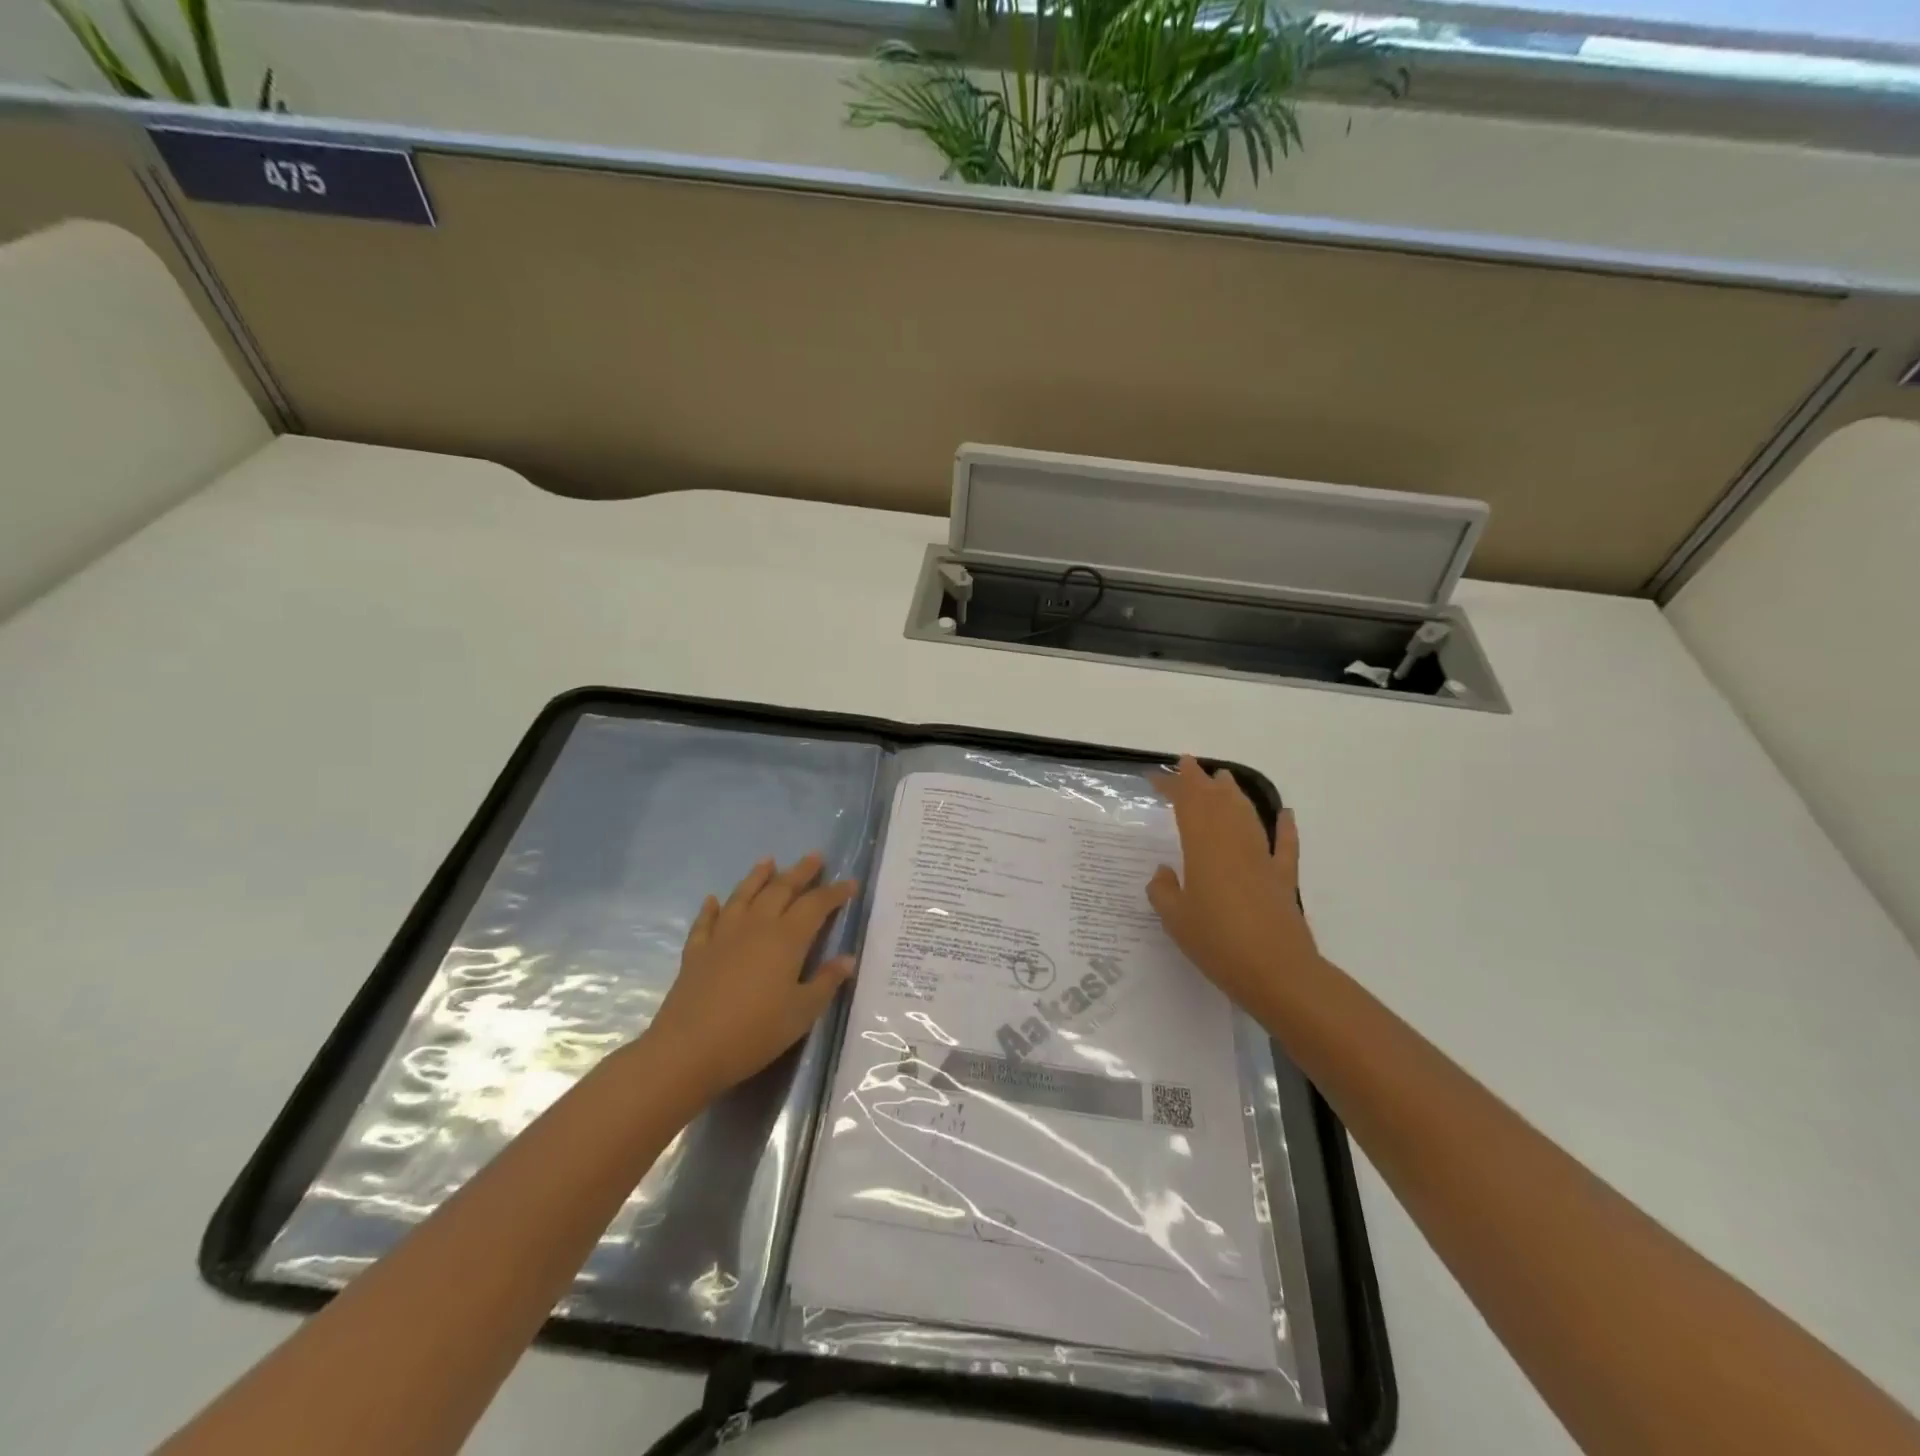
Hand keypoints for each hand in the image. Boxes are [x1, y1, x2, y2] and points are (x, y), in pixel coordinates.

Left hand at [644, 853, 858, 1109]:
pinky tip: (713, 900)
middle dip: (800, 872)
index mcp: (786, 939)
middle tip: (815, 857)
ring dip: (758, 877)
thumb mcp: (801, 1012)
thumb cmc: (755, 1032)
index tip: (850, 882)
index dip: (834, 892)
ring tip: (769, 861)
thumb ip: (826, 982)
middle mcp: (756, 927)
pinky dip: (712, 908)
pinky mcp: (697, 952)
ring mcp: (723, 936)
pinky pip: (706, 921)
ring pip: (743, 896)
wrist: (688, 1049)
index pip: (816, 905)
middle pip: (781, 890)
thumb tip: (847, 958)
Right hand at [1147, 756, 1320, 1015]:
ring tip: (1224, 778)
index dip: (1173, 786)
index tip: (1158, 775)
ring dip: (1234, 794)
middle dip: (1201, 781)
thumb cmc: (1217, 943)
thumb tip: (1164, 872)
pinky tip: (1285, 814)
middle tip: (1189, 764)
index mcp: (1203, 849)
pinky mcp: (1283, 879)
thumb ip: (1164, 891)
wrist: (1276, 972)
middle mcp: (1233, 844)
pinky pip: (1285, 846)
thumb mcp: (1175, 920)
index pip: (1187, 805)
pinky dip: (1286, 828)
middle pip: (1217, 802)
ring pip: (1247, 815)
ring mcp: (1262, 859)